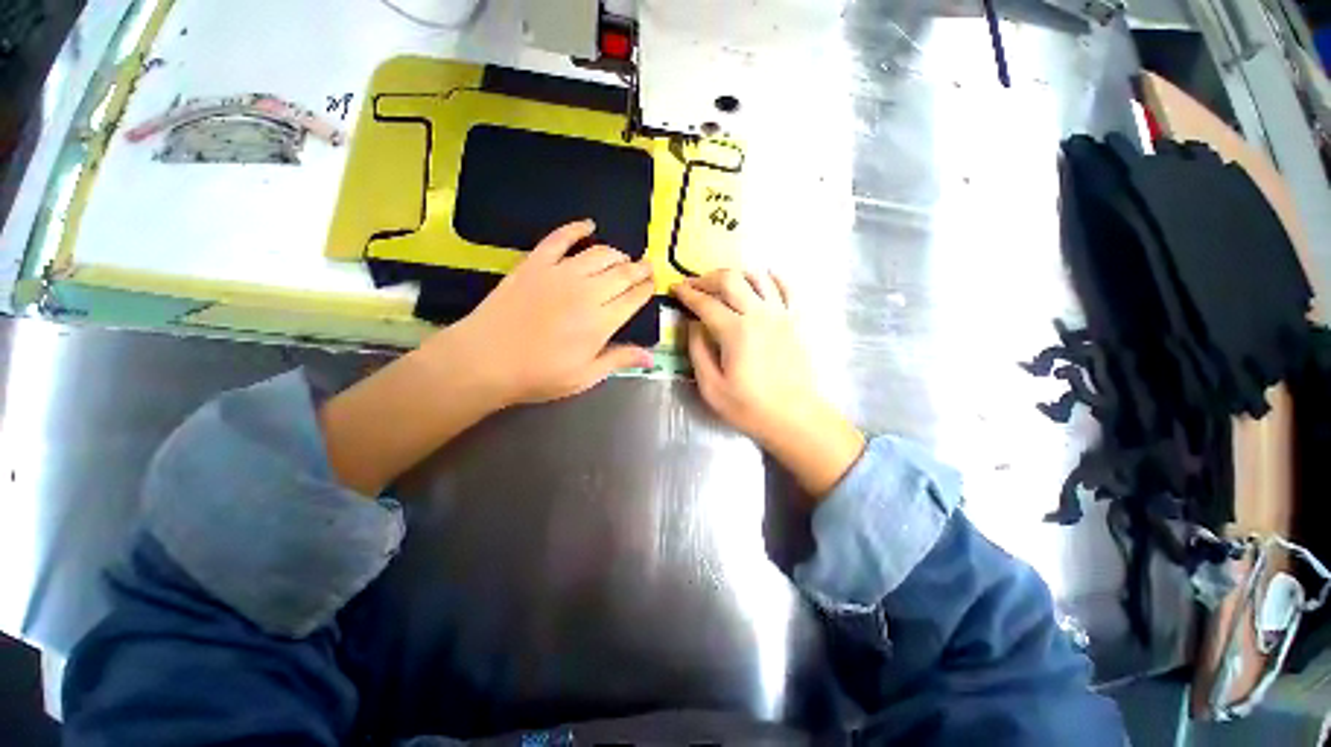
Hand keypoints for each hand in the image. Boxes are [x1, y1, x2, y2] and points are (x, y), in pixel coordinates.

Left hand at [445, 220, 655, 405]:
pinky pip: (560, 238)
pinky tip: (589, 225)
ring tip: (623, 257)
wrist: (485, 360)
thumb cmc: (538, 375)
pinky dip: (577, 229)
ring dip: (616, 253)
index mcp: (601, 322)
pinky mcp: (535, 263)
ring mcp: (560, 273)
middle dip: (639, 268)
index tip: (653, 284)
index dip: (646, 289)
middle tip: (646, 266)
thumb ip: (619, 360)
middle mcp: (587, 292)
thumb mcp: (584, 376)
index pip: (633, 298)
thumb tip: (652, 357)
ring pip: (599, 254)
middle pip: (622, 273)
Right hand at [672, 269, 864, 497]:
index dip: (687, 294)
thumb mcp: (711, 387)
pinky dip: (771, 278)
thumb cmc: (749, 407)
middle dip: (707, 278)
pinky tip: (761, 280)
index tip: (674, 288)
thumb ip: (698, 351)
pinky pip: (786, 288)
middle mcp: (759, 314)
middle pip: (730, 280)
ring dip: (735, 275)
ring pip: (757, 277)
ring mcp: (781, 314)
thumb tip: (692, 325)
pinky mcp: (796, 320)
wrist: (794, 418)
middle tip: (694, 285)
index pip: (705, 303)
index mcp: (735, 331)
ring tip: (722, 285)